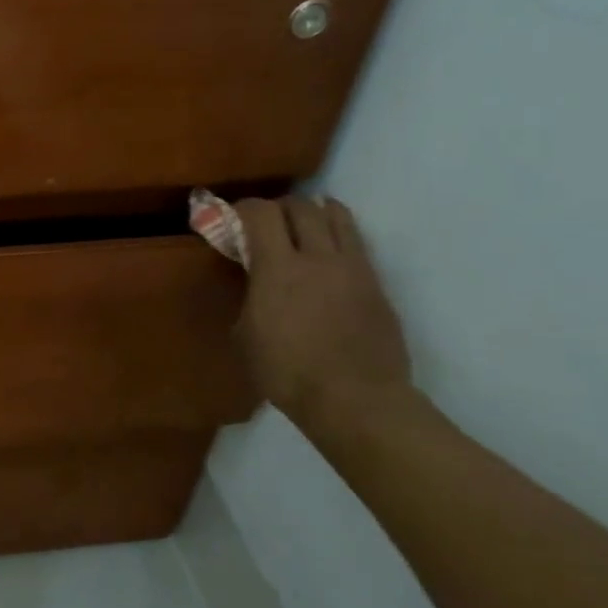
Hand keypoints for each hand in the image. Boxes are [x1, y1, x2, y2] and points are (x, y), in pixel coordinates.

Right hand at [234, 196, 413, 433]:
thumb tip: (253, 282)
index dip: (242, 208)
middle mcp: (317, 258)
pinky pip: (356, 242)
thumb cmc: (287, 372)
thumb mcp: (245, 334)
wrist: (355, 400)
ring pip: (336, 217)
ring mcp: (353, 268)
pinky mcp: (376, 284)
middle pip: (300, 207)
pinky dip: (338, 232)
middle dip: (278, 207)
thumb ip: (249, 297)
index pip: (260, 213)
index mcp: (277, 269)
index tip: (231, 218)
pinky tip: (328, 247)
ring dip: (314, 212)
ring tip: (302, 223)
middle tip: (265, 223)